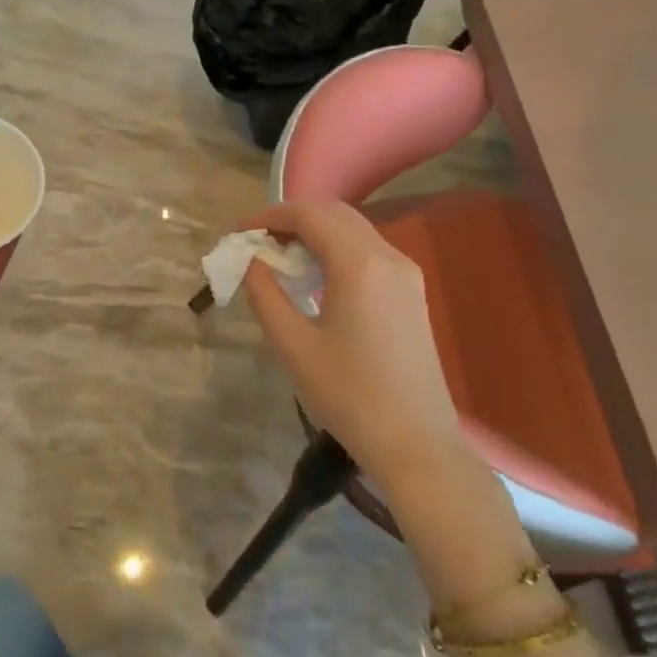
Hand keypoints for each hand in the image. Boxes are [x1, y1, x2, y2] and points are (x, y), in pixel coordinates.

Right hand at [241, 200, 461, 496]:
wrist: (416, 443)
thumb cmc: (348, 395)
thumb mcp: (293, 345)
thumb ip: (265, 293)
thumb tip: (251, 261)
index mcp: (359, 265)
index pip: (308, 215)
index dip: (269, 216)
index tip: (240, 233)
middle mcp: (388, 257)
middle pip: (334, 213)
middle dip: (291, 219)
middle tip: (257, 242)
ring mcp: (405, 273)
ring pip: (353, 229)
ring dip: (314, 232)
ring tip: (279, 257)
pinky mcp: (411, 291)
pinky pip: (368, 250)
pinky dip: (335, 248)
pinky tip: (314, 276)